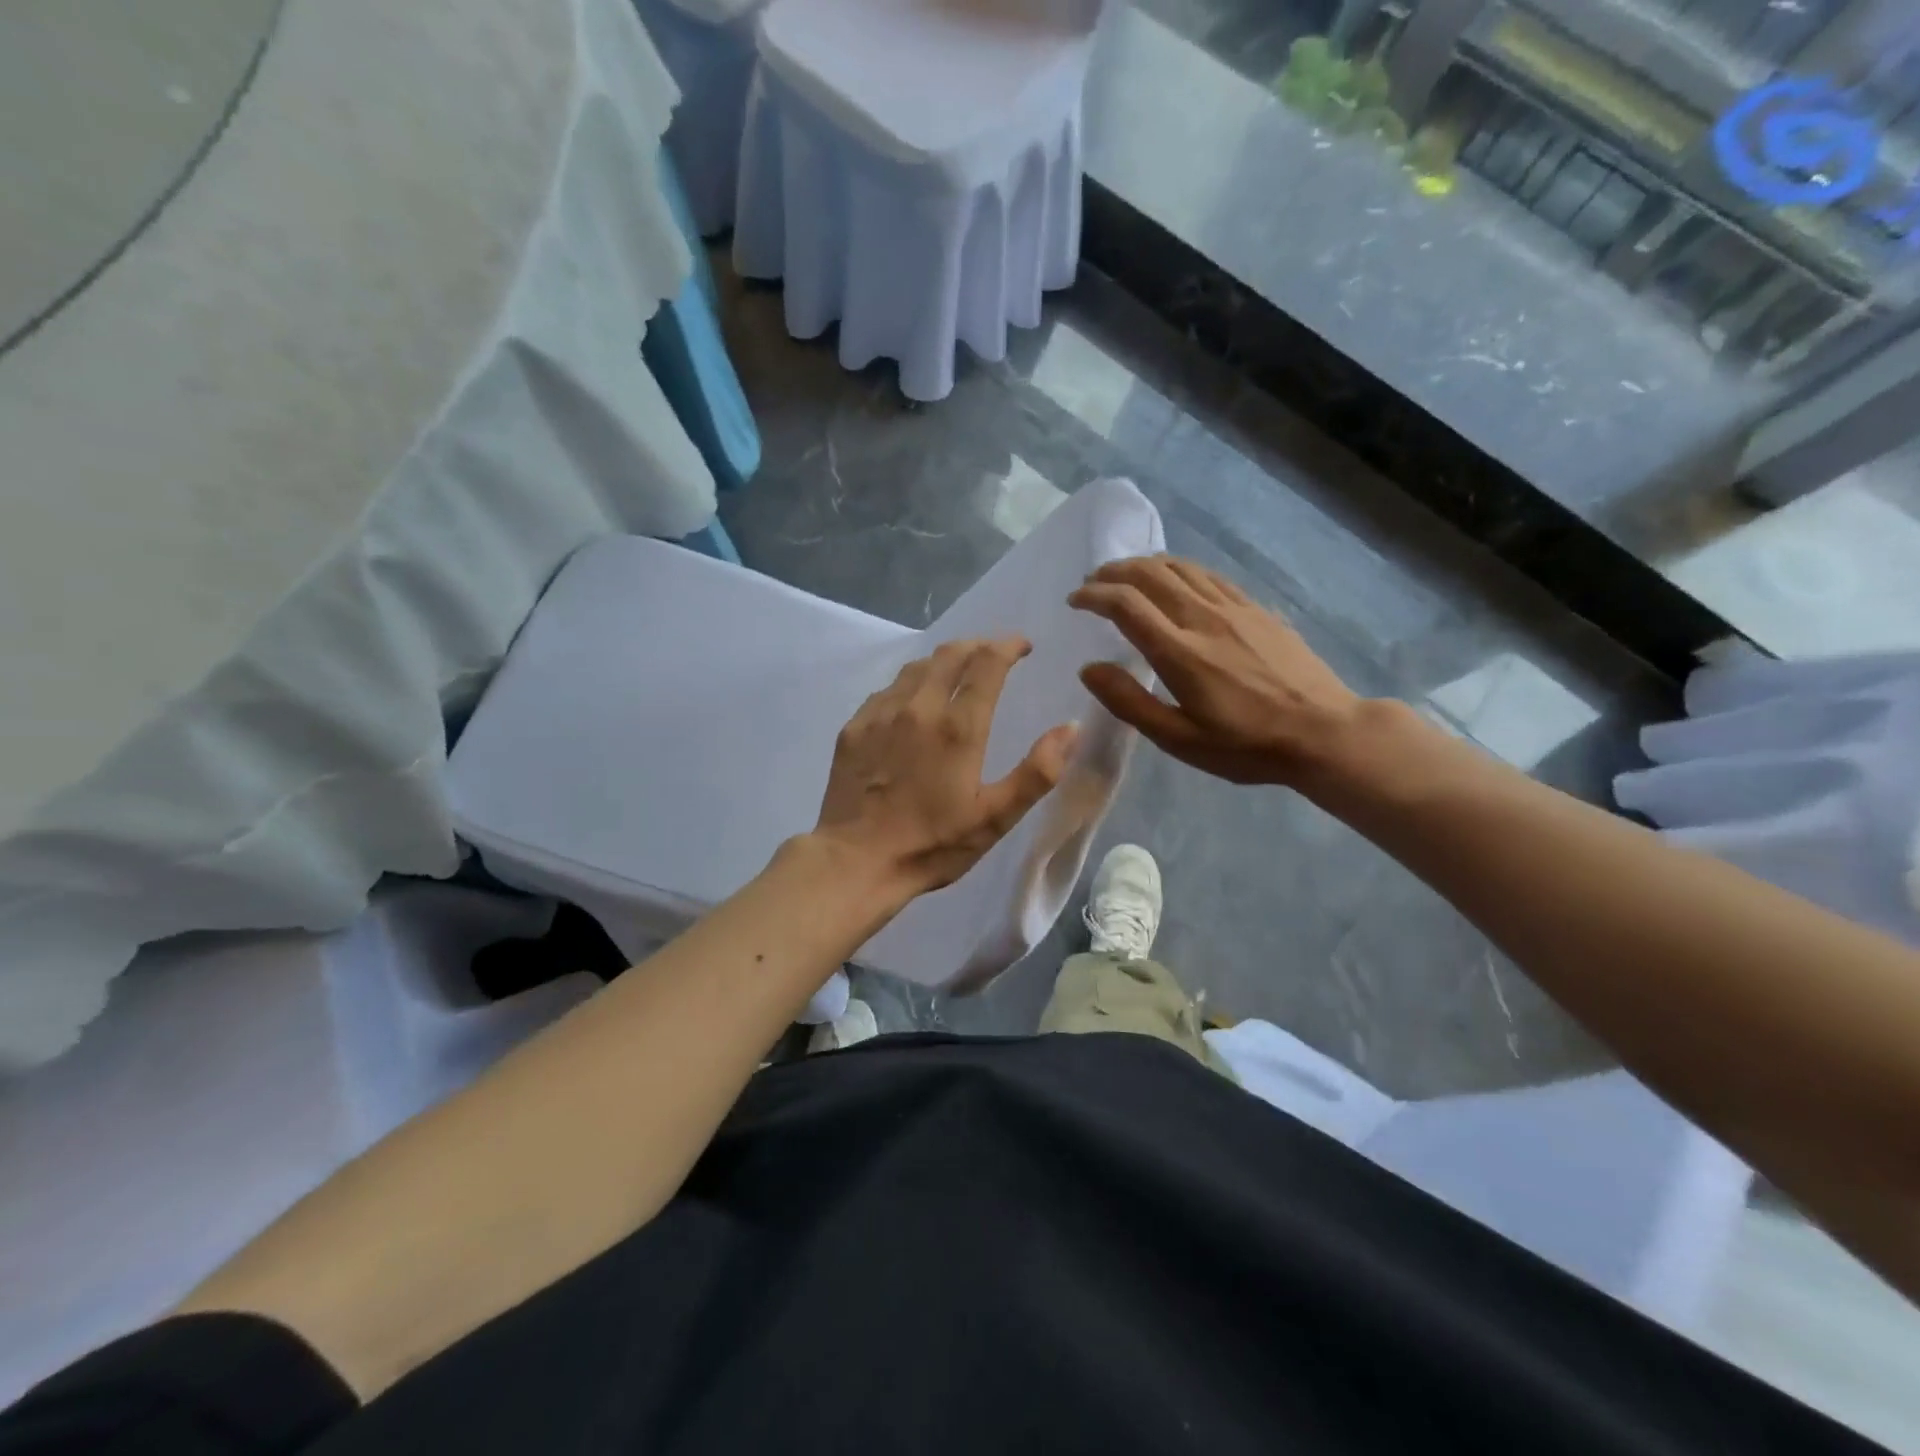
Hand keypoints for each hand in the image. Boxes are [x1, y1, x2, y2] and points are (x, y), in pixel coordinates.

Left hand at [813, 638, 1078, 898]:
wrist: (855, 862)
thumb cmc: (932, 844)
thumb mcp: (995, 817)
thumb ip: (1038, 771)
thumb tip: (1071, 727)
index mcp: (958, 727)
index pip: (987, 662)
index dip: (1008, 646)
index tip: (1023, 646)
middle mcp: (918, 707)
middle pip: (950, 654)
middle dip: (978, 645)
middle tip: (994, 653)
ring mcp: (880, 714)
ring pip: (916, 667)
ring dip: (943, 660)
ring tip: (958, 670)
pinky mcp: (854, 728)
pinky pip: (887, 689)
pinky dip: (910, 683)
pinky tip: (913, 701)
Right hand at [1069, 555, 1361, 785]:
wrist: (1324, 732)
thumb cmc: (1246, 745)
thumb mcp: (1179, 739)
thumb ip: (1130, 702)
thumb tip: (1090, 669)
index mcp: (1180, 651)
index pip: (1126, 604)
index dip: (1093, 596)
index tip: (1074, 602)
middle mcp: (1203, 617)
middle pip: (1150, 573)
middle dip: (1113, 572)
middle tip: (1093, 583)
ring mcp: (1235, 608)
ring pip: (1181, 567)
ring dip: (1145, 565)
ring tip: (1126, 575)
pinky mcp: (1257, 609)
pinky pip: (1209, 575)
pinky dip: (1180, 570)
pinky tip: (1175, 581)